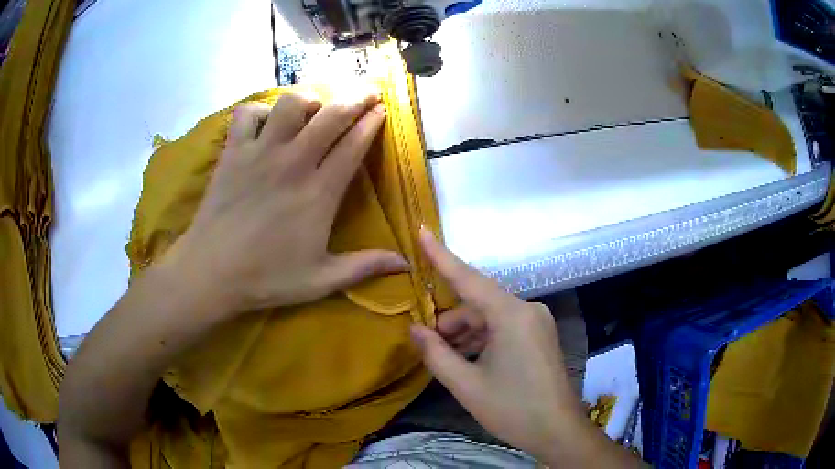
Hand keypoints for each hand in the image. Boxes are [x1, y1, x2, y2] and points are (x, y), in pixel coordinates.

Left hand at [167, 91, 408, 313]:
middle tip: (368, 91)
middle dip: (356, 97)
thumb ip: (365, 267)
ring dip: (308, 99)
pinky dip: (259, 111)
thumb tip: (407, 265)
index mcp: (319, 193)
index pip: (353, 145)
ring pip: (290, 104)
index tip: (382, 109)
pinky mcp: (233, 152)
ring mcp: (260, 153)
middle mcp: (293, 163)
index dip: (371, 123)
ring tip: (314, 106)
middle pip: (331, 115)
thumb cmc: (266, 277)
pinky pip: (247, 114)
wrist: (211, 273)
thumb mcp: (321, 280)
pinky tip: (264, 123)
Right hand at [410, 229, 589, 461]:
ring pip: (491, 317)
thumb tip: (414, 330)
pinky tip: (468, 359)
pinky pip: (504, 328)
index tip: (423, 231)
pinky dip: (483, 339)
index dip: (442, 256)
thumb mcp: (466, 385)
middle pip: (478, 304)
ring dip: (466, 333)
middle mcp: (528, 310)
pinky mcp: (540, 337)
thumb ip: (436, 354)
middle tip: (427, 342)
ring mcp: (537, 323)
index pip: (469, 279)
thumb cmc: (512, 409)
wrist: (558, 431)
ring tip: (445, 356)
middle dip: (450, 321)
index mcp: (512, 315)